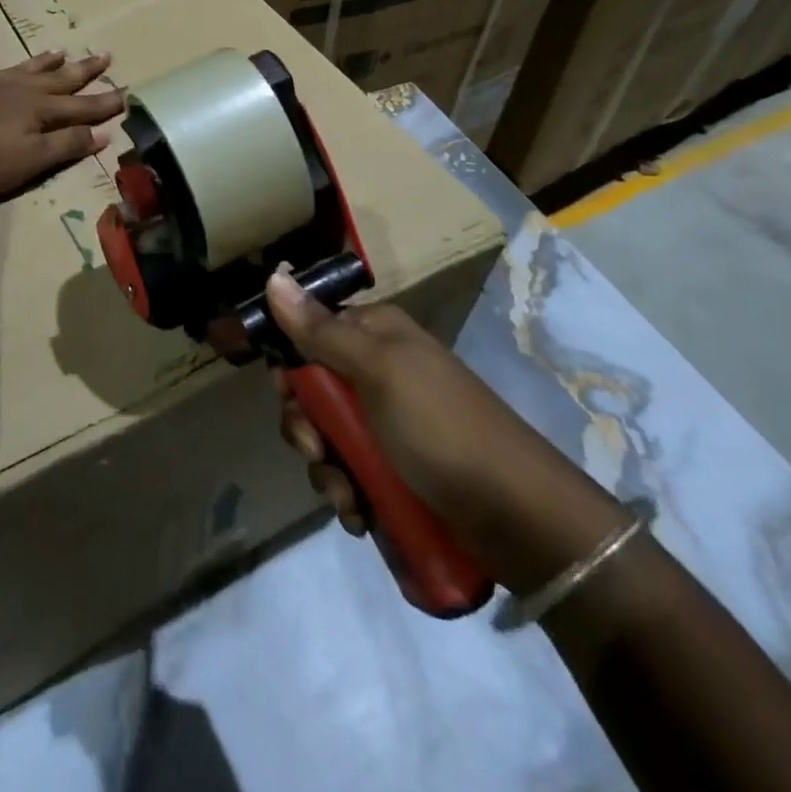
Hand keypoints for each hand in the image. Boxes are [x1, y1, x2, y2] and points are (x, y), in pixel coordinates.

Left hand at [0, 50, 125, 204]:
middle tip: (104, 55)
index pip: (81, 106)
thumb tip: (103, 133)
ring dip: (43, 62)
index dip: (105, 102)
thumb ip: (67, 145)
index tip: (128, 92)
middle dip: (83, 70)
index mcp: (39, 110)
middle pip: (57, 79)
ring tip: (60, 51)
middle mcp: (17, 90)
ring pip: (22, 69)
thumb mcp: (33, 161)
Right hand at [267, 270, 624, 592]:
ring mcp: (388, 423)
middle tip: (318, 449)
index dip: (290, 366)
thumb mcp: (377, 371)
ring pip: (327, 438)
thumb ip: (320, 330)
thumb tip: (273, 276)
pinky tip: (361, 514)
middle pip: (312, 391)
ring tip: (349, 497)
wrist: (517, 515)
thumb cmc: (440, 427)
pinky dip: (349, 494)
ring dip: (327, 471)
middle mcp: (378, 371)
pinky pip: (350, 473)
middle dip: (307, 428)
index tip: (288, 395)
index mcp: (375, 335)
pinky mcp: (397, 469)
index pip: (308, 333)